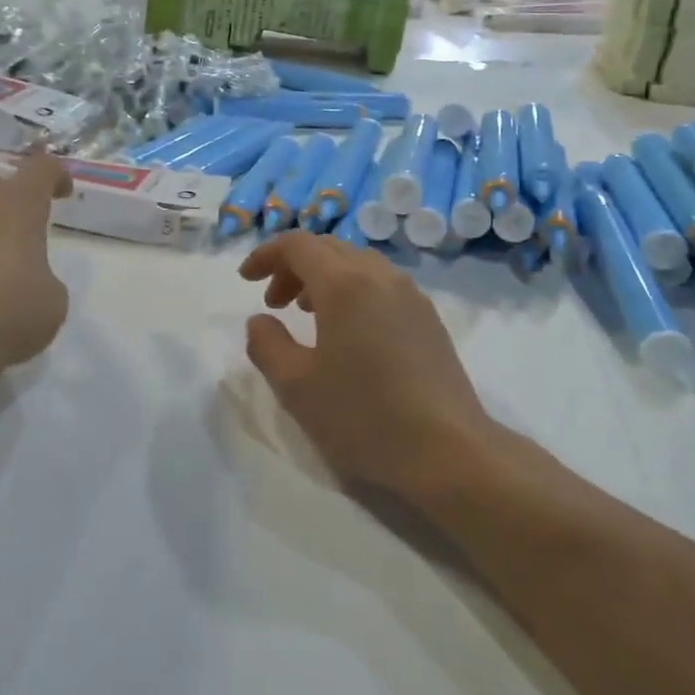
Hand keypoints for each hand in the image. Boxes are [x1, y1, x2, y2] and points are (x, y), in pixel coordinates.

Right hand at [239, 234, 495, 499]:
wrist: (448, 450)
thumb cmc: (363, 416)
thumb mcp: (296, 387)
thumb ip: (267, 345)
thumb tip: (260, 321)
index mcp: (344, 283)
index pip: (298, 245)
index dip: (266, 254)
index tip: (246, 279)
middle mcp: (379, 276)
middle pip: (328, 249)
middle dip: (293, 266)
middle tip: (273, 302)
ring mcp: (411, 295)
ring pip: (357, 265)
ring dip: (324, 278)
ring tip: (307, 315)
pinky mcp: (429, 318)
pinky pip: (381, 284)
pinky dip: (353, 291)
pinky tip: (349, 332)